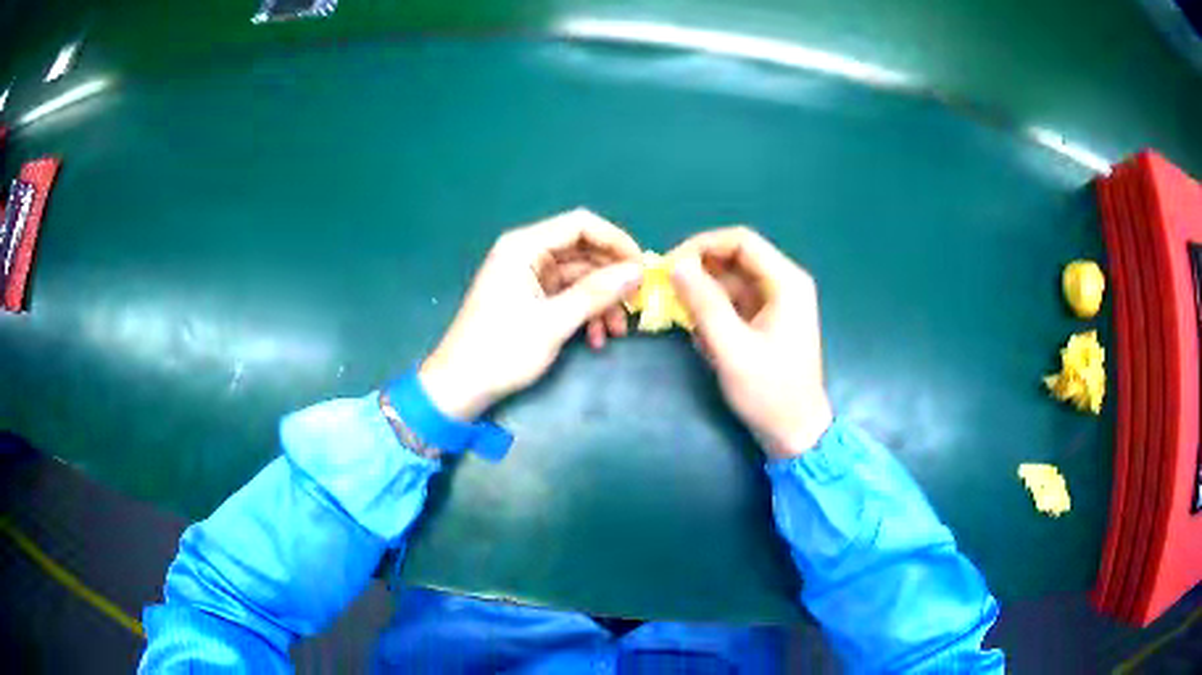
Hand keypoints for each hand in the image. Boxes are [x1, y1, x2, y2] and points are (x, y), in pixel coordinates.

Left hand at [420, 209, 642, 419]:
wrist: (460, 387)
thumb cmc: (501, 350)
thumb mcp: (553, 322)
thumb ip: (596, 293)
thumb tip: (637, 271)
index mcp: (524, 247)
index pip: (581, 225)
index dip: (616, 241)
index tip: (642, 267)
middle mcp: (526, 254)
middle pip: (582, 251)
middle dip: (611, 278)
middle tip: (636, 302)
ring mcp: (527, 277)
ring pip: (578, 277)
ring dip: (601, 301)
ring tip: (617, 332)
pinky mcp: (529, 299)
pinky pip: (567, 296)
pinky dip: (584, 313)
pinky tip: (596, 339)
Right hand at [668, 227, 832, 458]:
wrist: (794, 433)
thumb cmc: (769, 392)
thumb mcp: (732, 349)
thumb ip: (704, 304)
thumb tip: (676, 266)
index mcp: (787, 282)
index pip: (740, 241)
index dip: (701, 246)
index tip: (669, 266)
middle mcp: (783, 284)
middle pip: (733, 259)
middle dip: (699, 274)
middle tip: (666, 293)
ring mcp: (775, 302)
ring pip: (729, 282)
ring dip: (704, 299)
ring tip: (689, 327)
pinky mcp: (765, 320)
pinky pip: (732, 303)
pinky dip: (713, 315)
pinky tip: (706, 341)